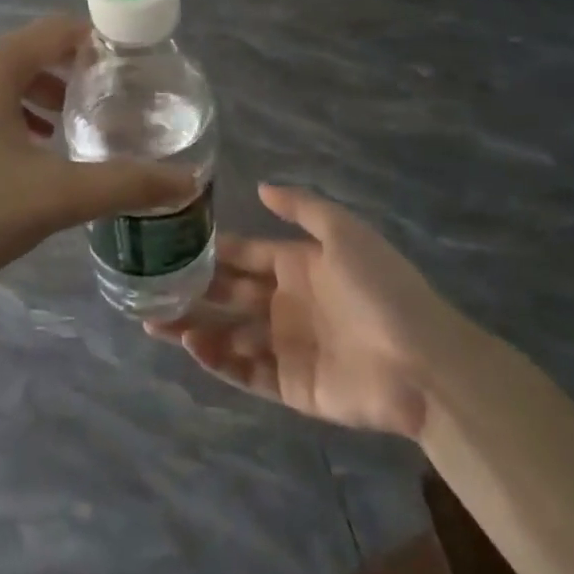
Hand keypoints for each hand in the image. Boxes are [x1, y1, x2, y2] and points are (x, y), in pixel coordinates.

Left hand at [0, 16, 195, 317]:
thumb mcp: (53, 199)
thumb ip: (124, 185)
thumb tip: (187, 183)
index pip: (58, 31)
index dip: (101, 44)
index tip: (136, 71)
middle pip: (31, 53)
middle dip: (73, 76)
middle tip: (111, 108)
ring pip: (2, 79)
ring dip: (41, 97)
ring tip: (72, 131)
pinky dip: (9, 113)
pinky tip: (25, 152)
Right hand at [148, 185, 458, 438]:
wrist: (424, 363)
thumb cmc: (382, 290)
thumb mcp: (345, 233)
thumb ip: (302, 208)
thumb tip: (261, 187)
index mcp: (298, 266)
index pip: (244, 255)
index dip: (211, 251)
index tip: (171, 245)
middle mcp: (286, 304)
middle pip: (229, 296)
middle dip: (192, 291)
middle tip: (149, 288)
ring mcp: (288, 346)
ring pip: (230, 335)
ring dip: (194, 328)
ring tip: (154, 323)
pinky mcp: (292, 386)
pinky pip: (247, 372)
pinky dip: (219, 362)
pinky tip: (193, 346)